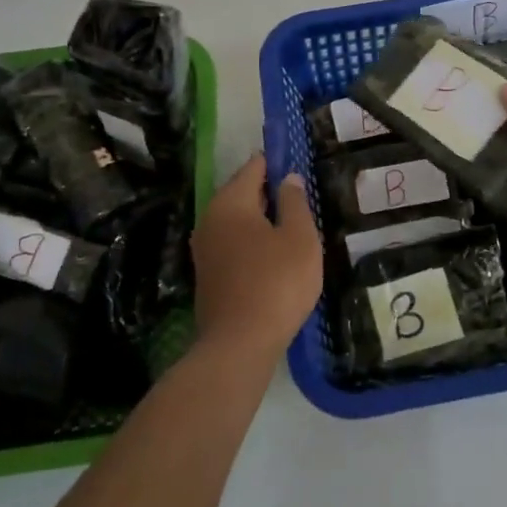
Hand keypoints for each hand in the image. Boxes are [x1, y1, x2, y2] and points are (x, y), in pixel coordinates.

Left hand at [190, 152, 322, 358]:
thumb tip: (288, 178)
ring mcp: (204, 248)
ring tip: (293, 227)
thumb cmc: (276, 283)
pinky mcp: (207, 274)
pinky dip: (252, 242)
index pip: (255, 167)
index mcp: (231, 201)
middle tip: (302, 198)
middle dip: (271, 192)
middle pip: (243, 192)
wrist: (239, 344)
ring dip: (262, 220)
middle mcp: (210, 218)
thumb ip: (295, 202)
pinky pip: (233, 244)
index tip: (299, 164)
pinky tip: (274, 255)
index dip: (278, 162)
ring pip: (238, 220)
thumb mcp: (300, 238)